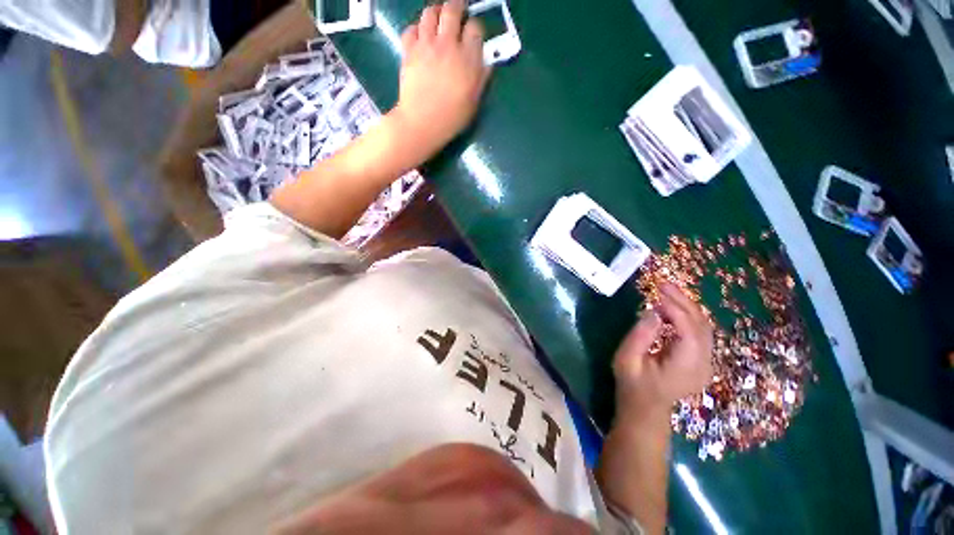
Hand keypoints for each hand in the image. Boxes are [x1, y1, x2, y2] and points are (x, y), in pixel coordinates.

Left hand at [391, 0, 490, 159]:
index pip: (475, 28)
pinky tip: (421, 37)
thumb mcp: (474, 102)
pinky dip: (416, 29)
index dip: (475, 28)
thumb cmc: (452, 117)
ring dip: (436, 12)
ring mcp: (426, 45)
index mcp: (468, 58)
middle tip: (458, 10)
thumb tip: (486, 63)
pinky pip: (411, 28)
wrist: (422, 122)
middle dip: (457, 6)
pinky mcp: (409, 50)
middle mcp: (447, 44)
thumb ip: (481, 79)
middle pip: (452, 9)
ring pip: (430, 13)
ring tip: (438, 20)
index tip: (473, 35)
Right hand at [613, 283, 713, 422]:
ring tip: (666, 291)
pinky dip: (687, 316)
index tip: (657, 293)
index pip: (690, 330)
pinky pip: (700, 332)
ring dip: (687, 306)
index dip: (676, 309)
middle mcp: (704, 364)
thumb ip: (639, 336)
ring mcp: (707, 363)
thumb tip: (653, 312)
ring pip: (704, 327)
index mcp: (686, 366)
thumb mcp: (626, 359)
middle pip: (701, 325)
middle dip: (684, 302)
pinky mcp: (702, 360)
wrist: (646, 409)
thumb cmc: (632, 384)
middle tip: (663, 285)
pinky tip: (672, 309)